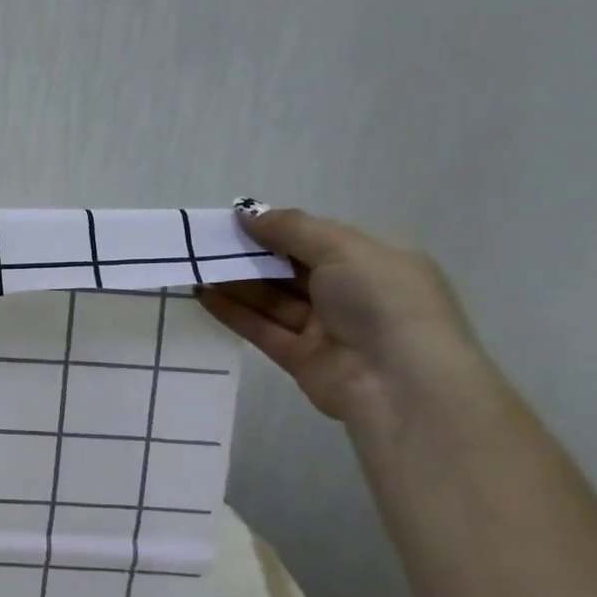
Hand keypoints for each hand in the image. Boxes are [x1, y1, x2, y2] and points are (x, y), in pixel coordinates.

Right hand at [197, 206, 482, 424]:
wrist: (400, 384)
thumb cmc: (381, 300)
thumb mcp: (343, 248)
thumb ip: (291, 228)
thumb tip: (247, 212)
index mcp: (375, 261)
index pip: (319, 239)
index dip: (279, 229)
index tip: (236, 221)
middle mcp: (352, 293)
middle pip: (292, 269)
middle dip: (252, 255)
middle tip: (208, 243)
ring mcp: (326, 328)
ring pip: (274, 299)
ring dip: (237, 283)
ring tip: (197, 266)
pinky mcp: (301, 358)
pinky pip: (263, 328)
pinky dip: (234, 312)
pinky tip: (204, 295)